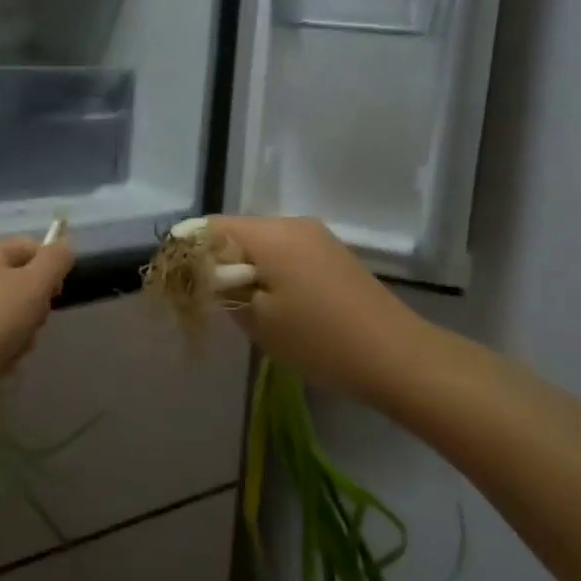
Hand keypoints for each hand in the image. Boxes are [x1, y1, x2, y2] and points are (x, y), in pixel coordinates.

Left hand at [0, 235, 75, 380]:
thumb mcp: (34, 285)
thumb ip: (56, 261)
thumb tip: (66, 244)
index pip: (34, 248)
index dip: (51, 271)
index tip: (53, 297)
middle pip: (25, 285)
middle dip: (35, 311)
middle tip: (30, 325)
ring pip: (13, 315)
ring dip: (21, 336)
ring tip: (11, 350)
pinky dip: (2, 352)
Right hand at [206, 216, 423, 399]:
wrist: (398, 357)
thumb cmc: (320, 340)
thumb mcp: (258, 320)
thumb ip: (223, 289)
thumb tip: (204, 273)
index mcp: (270, 234)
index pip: (211, 226)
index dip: (190, 252)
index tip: (183, 284)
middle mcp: (293, 223)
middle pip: (237, 232)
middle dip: (218, 262)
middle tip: (213, 303)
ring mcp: (317, 237)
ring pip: (263, 243)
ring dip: (246, 269)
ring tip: (246, 308)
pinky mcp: (333, 254)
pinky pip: (287, 252)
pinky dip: (271, 271)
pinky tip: (278, 305)